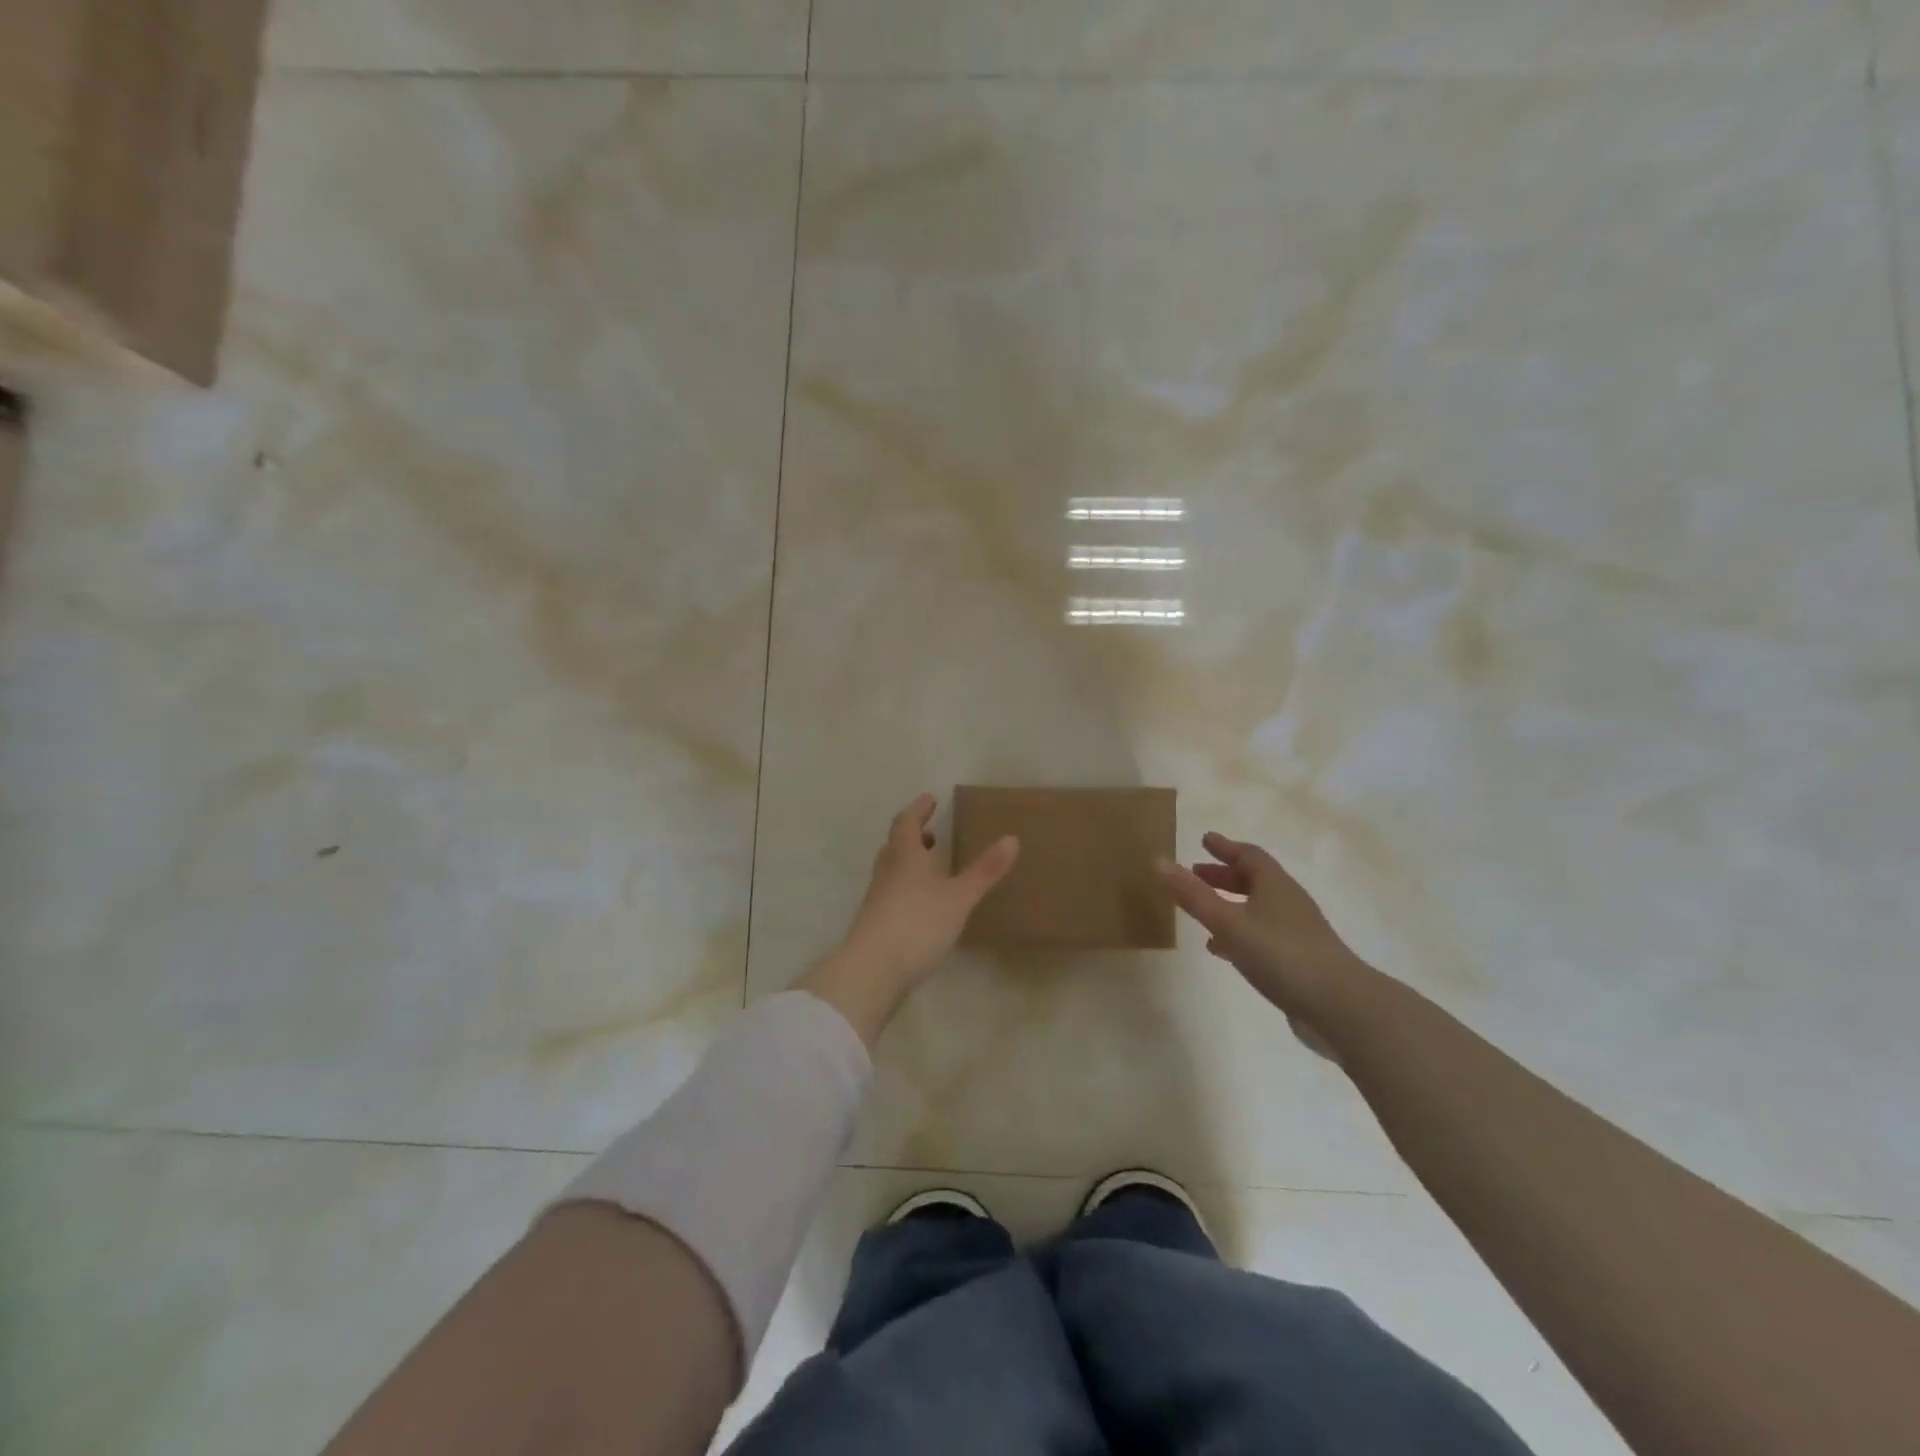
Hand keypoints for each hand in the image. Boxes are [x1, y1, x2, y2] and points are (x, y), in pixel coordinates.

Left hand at [798, 795, 1019, 1045]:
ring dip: (909, 862)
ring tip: (930, 866)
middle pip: (895, 845)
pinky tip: (923, 905)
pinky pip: (892, 894)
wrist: (872, 970)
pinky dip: (907, 888)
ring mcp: (878, 899)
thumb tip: (1012, 838)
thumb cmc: (917, 923)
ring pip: (892, 870)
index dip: (918, 809)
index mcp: (904, 856)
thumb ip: (984, 870)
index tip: (930, 799)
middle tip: (930, 832)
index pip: (907, 823)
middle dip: (913, 836)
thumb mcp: (958, 897)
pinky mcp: (876, 923)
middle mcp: (887, 872)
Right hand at [1158, 831, 1366, 1053]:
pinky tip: (1223, 951)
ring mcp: (1296, 932)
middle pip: (1254, 880)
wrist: (1340, 1007)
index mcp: (1274, 885)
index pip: (1249, 855)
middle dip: (1224, 875)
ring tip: (1202, 912)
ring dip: (1230, 904)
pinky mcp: (1299, 960)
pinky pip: (1262, 935)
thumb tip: (1158, 861)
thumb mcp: (1228, 923)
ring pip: (1257, 908)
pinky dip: (1239, 933)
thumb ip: (1193, 895)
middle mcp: (1288, 902)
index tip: (1204, 839)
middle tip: (1196, 873)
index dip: (1225, 847)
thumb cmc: (1281, 955)